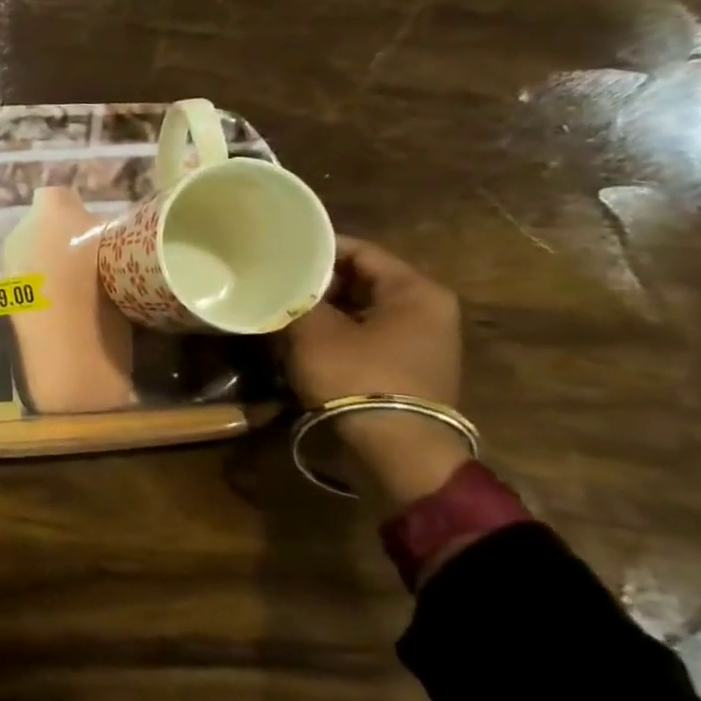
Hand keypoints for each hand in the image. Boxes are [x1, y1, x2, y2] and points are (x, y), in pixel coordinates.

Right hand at [279, 236, 465, 506]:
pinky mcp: (406, 367)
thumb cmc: (358, 377)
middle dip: (316, 281)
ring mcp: (420, 341)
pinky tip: (300, 337)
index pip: (358, 250)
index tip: (277, 251)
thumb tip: (279, 283)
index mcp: (415, 290)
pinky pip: (364, 334)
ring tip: (280, 308)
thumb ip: (296, 298)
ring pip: (359, 309)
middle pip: (360, 279)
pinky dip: (335, 332)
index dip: (315, 249)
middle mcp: (426, 310)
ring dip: (322, 309)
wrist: (396, 452)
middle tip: (274, 281)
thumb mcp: (314, 331)